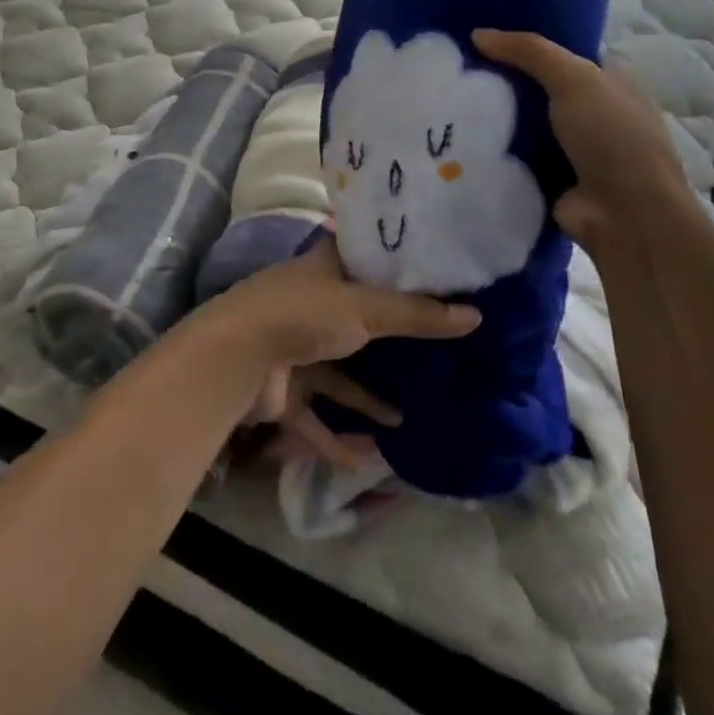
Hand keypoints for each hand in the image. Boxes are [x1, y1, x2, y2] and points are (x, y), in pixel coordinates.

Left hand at [193, 238, 479, 459]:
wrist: (237, 359)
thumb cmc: (303, 314)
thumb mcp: (365, 308)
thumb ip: (417, 315)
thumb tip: (476, 315)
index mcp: (322, 269)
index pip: (360, 258)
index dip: (392, 266)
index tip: (431, 277)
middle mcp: (309, 304)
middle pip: (355, 318)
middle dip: (389, 338)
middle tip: (434, 352)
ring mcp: (294, 348)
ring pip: (339, 374)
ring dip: (368, 396)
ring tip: (407, 416)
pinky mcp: (284, 391)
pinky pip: (318, 417)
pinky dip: (340, 437)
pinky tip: (372, 455)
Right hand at [472, 30, 692, 251]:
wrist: (626, 216)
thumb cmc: (612, 137)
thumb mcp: (574, 79)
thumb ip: (529, 52)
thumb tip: (477, 34)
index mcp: (610, 82)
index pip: (560, 54)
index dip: (524, 44)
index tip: (480, 37)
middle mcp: (592, 112)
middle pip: (537, 87)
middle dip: (502, 79)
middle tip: (455, 67)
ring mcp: (571, 147)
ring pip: (522, 121)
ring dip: (492, 115)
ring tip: (446, 98)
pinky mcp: (550, 176)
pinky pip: (514, 153)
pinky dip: (492, 148)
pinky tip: (456, 135)